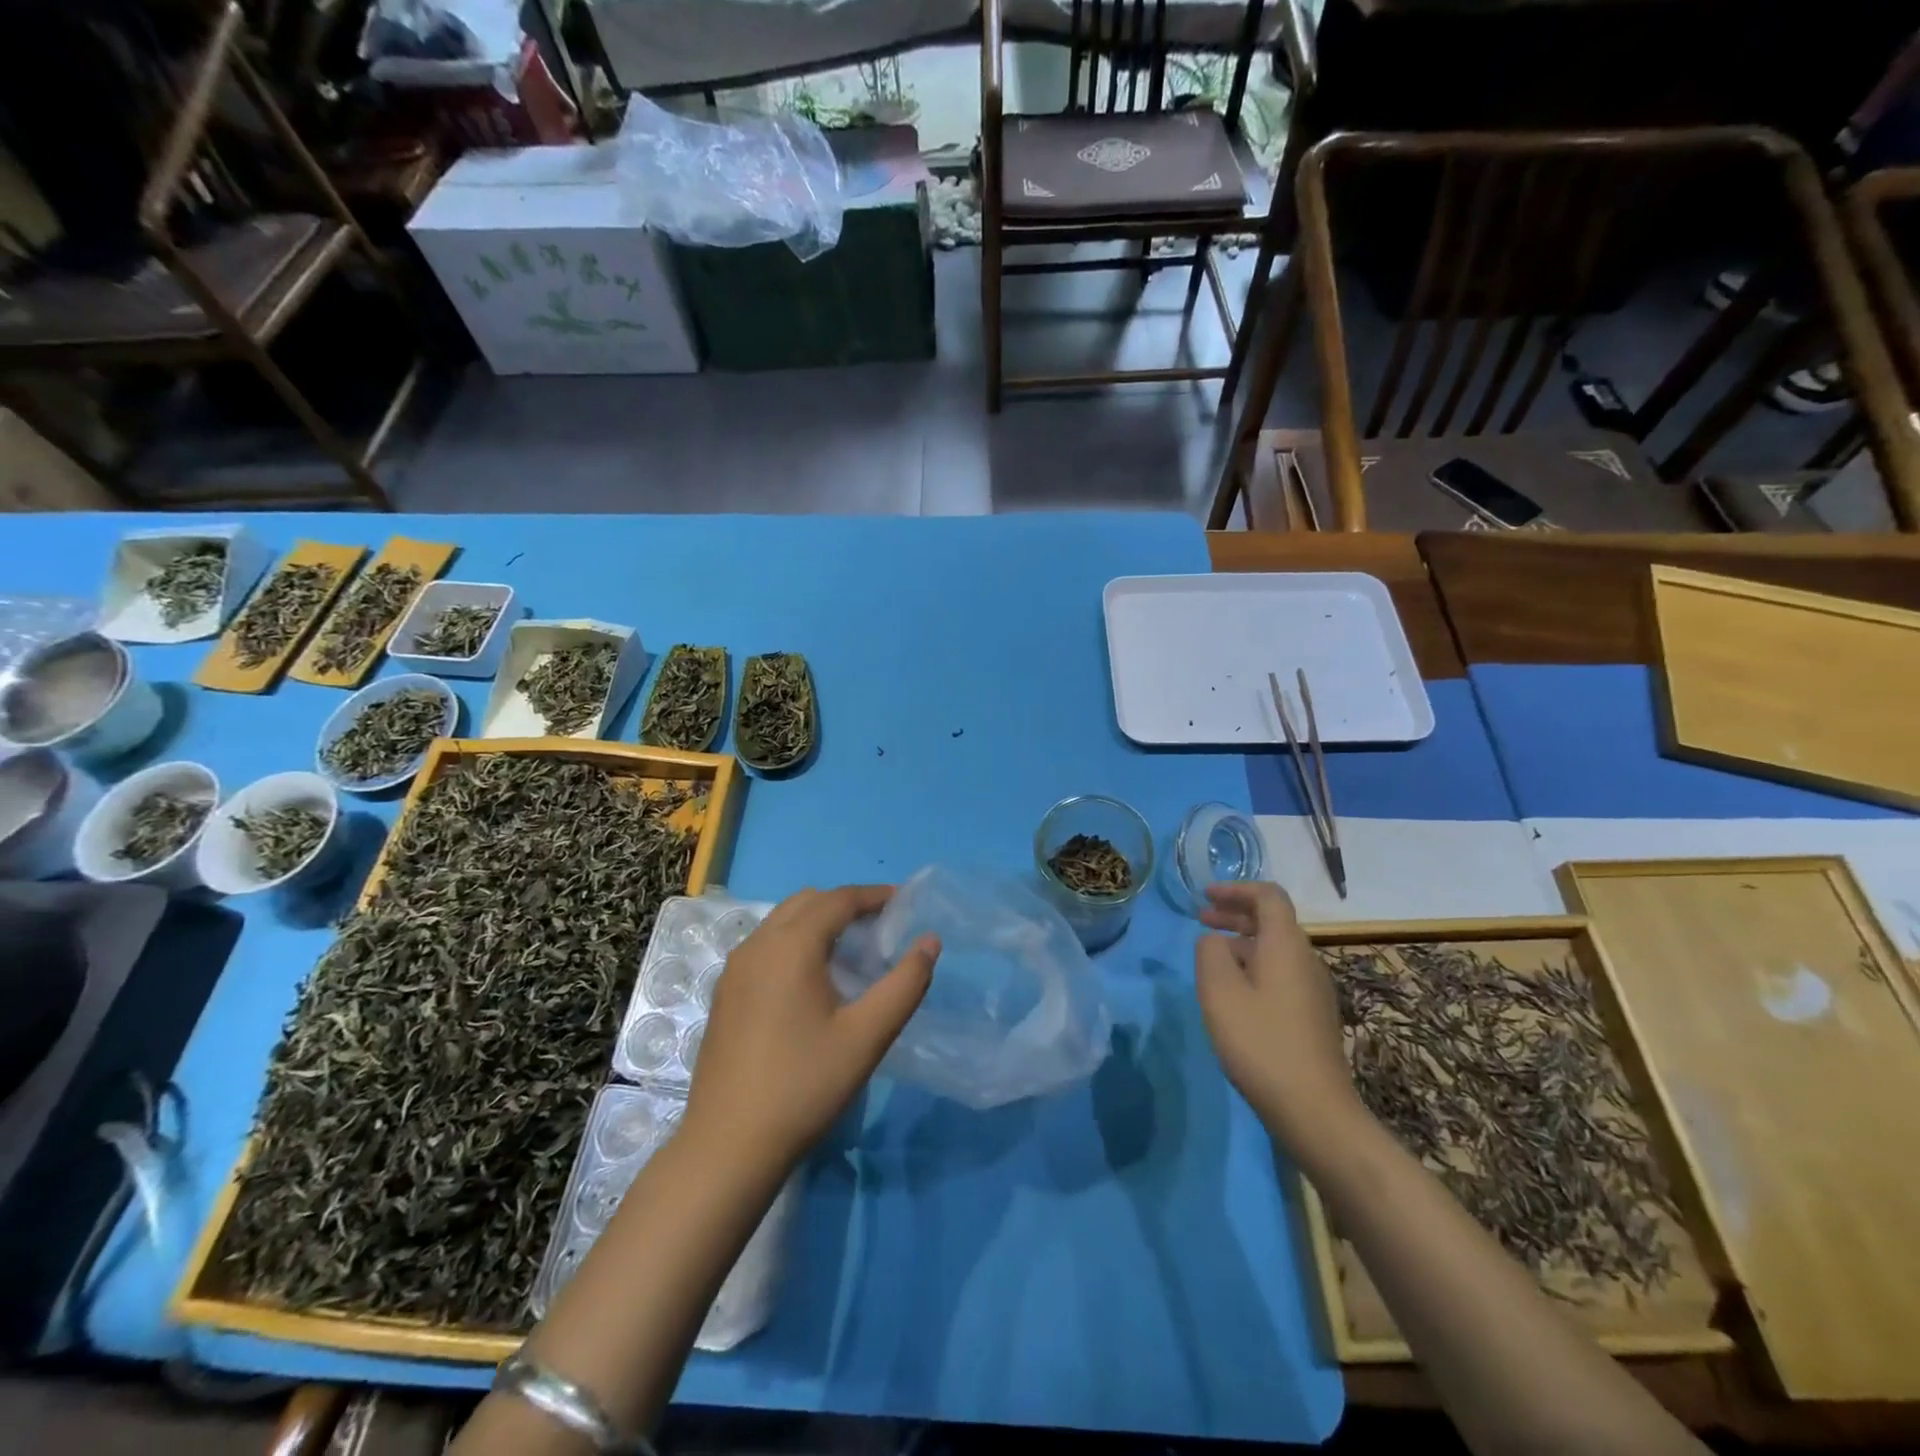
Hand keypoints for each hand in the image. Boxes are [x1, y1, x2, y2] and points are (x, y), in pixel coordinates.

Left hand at [685, 885, 937, 1173]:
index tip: (903, 901)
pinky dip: (794, 941)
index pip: (837, 900)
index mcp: (790, 946)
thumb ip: (905, 984)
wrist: (727, 1147)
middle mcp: (756, 945)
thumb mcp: (867, 1036)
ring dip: (818, 921)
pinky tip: (812, 979)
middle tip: (881, 926)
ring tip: (851, 949)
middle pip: (807, 902)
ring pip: (781, 922)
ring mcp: (734, 970)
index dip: (873, 895)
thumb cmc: (804, 1086)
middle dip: (845, 903)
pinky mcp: (725, 994)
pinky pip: (765, 945)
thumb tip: (930, 942)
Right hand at [1194, 882, 1363, 1166]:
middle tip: (1201, 919)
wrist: (1313, 1109)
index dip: (1236, 889)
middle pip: (1272, 921)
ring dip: (1242, 942)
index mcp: (1286, 945)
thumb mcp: (1219, 991)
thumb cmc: (1260, 1041)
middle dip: (1235, 914)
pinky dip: (1253, 966)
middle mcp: (1306, 959)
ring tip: (1210, 956)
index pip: (1268, 896)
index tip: (1205, 896)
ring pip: (1275, 949)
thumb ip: (1210, 952)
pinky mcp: (1312, 1015)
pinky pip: (1280, 973)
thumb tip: (1214, 940)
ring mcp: (1313, 989)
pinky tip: (1233, 991)